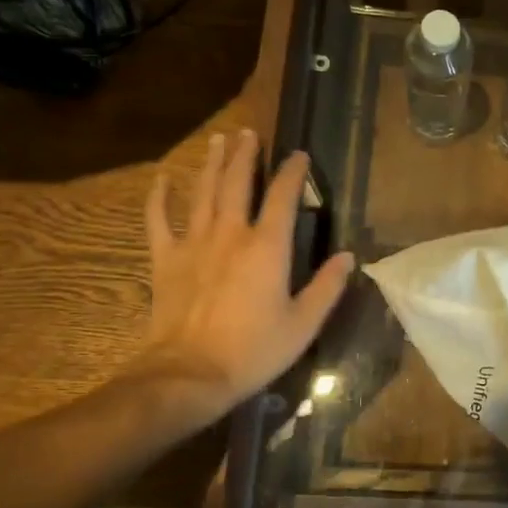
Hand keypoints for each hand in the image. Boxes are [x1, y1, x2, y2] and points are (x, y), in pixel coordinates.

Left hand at [126, 130, 353, 426]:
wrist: (189, 375)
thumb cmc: (254, 350)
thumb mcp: (304, 323)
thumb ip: (327, 287)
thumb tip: (348, 257)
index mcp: (268, 247)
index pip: (283, 197)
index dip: (293, 172)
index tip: (300, 155)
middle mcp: (231, 234)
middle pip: (238, 183)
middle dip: (246, 155)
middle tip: (250, 133)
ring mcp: (194, 243)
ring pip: (203, 192)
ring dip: (212, 164)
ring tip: (219, 140)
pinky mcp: (166, 260)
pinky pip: (159, 220)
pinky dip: (160, 197)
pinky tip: (163, 179)